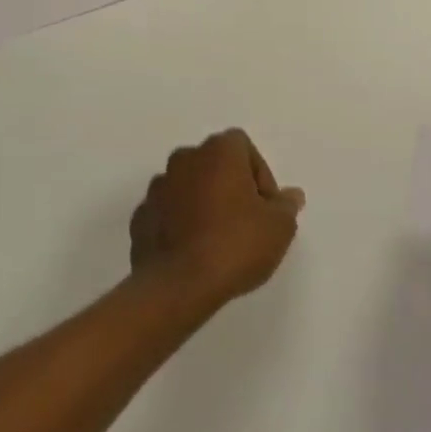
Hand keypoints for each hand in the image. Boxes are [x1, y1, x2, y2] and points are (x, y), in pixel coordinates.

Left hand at [130, 130, 305, 308]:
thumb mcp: (278, 227)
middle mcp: (184, 159)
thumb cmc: (235, 245)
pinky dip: (180, 223)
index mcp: (218, 151)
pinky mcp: (140, 216)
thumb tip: (290, 196)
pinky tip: (193, 252)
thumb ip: (285, 206)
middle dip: (230, 186)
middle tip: (245, 222)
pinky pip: (168, 212)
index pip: (243, 146)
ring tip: (217, 240)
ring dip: (203, 203)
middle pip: (214, 164)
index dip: (259, 174)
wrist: (178, 285)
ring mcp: (158, 187)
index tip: (265, 207)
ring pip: (188, 186)